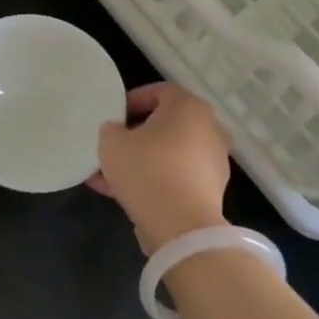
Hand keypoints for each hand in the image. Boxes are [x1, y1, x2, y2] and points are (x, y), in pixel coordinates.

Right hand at [87, 83, 231, 252]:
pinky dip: (152, 182)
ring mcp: (212, 162)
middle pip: (166, 125)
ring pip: (168, 155)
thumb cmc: (147, 170)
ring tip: (106, 176)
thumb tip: (118, 133)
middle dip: (135, 136)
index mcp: (189, 108)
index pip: (160, 91)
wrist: (182, 227)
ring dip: (139, 162)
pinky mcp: (210, 191)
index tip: (114, 116)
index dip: (133, 100)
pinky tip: (120, 195)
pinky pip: (175, 178)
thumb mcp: (112, 142)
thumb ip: (111, 130)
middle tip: (111, 147)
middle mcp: (208, 129)